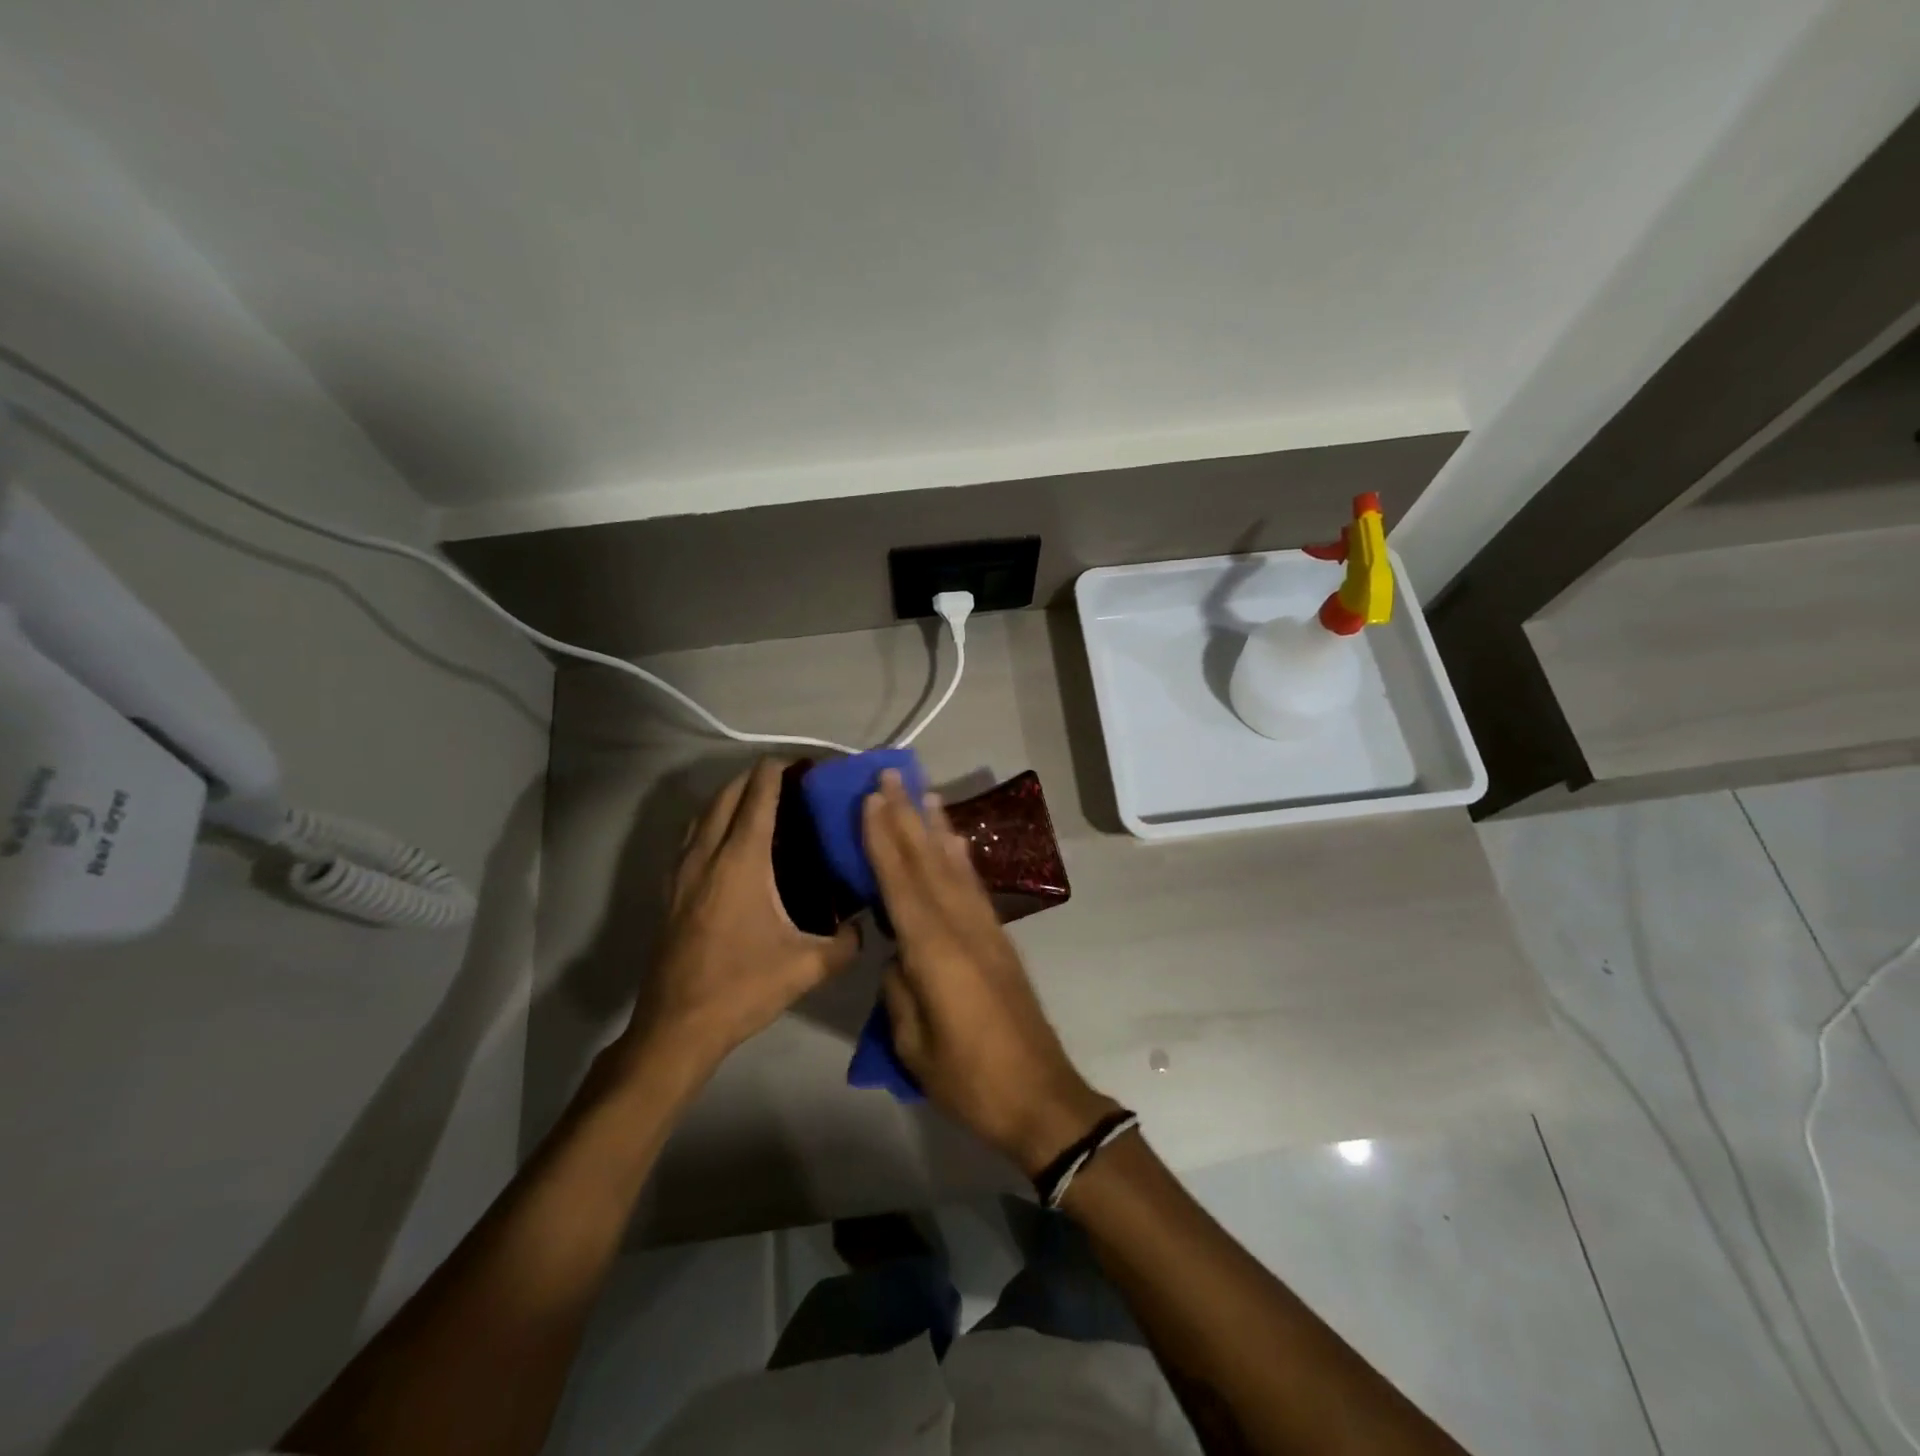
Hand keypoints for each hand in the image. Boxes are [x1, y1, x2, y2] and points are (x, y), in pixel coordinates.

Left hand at [621, 759, 859, 1076]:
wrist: (677, 1027)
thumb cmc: (742, 989)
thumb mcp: (806, 968)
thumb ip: (845, 944)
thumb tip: (865, 928)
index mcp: (741, 863)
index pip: (758, 796)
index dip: (778, 771)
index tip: (802, 764)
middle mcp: (707, 856)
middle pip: (727, 795)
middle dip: (755, 777)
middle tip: (789, 781)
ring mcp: (681, 872)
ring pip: (703, 813)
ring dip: (730, 797)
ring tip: (759, 802)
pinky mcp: (669, 890)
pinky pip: (690, 837)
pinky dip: (711, 822)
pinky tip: (729, 842)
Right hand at [864, 770, 1115, 1175]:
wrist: (1039, 1096)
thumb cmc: (969, 1078)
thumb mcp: (913, 1043)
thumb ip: (900, 989)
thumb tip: (898, 957)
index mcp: (934, 951)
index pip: (900, 883)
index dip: (883, 839)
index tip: (870, 799)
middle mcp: (962, 927)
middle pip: (927, 863)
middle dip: (907, 817)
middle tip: (890, 776)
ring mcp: (985, 931)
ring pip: (954, 868)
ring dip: (936, 827)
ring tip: (924, 793)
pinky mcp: (999, 941)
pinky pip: (973, 887)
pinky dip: (960, 859)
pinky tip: (955, 843)